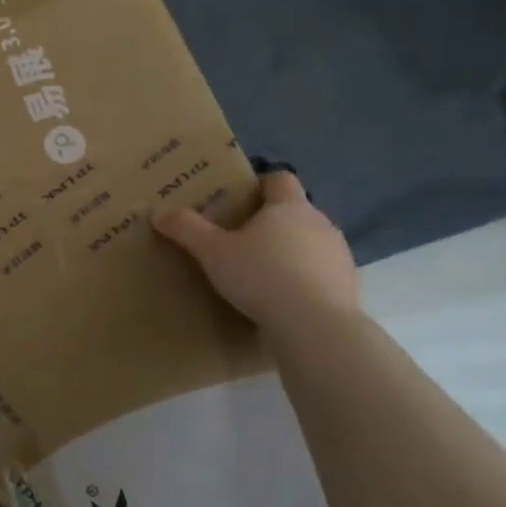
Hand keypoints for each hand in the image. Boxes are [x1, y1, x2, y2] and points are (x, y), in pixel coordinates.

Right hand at [151, 171, 357, 331]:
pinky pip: (320, 274)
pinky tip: (282, 299)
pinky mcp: (347, 286)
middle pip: (295, 212)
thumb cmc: (261, 276)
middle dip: (271, 222)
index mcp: (289, 207)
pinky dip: (304, 280)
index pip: (280, 179)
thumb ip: (186, 228)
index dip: (261, 185)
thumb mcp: (212, 252)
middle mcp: (320, 223)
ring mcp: (339, 256)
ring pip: (310, 243)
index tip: (240, 200)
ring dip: (290, 252)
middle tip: (240, 240)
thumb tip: (158, 211)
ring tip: (260, 273)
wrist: (315, 327)